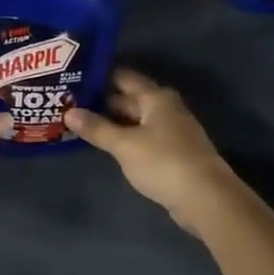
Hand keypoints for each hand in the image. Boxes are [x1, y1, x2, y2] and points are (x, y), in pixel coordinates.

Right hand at [66, 68, 242, 235]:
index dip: (99, 76)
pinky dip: (123, 138)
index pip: (123, 77)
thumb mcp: (124, 145)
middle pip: (128, 98)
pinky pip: (141, 137)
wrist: (205, 198)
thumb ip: (97, 128)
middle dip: (100, 101)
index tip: (73, 77)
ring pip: (134, 120)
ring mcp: (171, 131)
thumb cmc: (163, 162)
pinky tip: (105, 144)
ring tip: (79, 122)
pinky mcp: (172, 153)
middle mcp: (165, 108)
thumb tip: (69, 112)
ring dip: (111, 121)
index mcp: (156, 97)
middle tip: (68, 102)